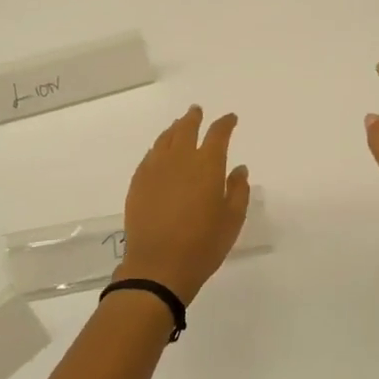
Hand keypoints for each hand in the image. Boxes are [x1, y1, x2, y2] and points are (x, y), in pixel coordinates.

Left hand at [118, 106, 250, 304]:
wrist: (158, 266)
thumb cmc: (203, 245)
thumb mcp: (232, 220)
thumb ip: (238, 190)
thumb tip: (240, 168)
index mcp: (207, 165)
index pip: (218, 134)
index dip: (225, 124)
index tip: (230, 119)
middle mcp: (180, 159)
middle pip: (186, 129)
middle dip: (194, 118)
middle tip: (197, 111)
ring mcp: (155, 169)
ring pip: (164, 139)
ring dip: (174, 129)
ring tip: (178, 126)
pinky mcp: (138, 183)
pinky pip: (149, 156)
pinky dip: (158, 148)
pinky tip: (159, 152)